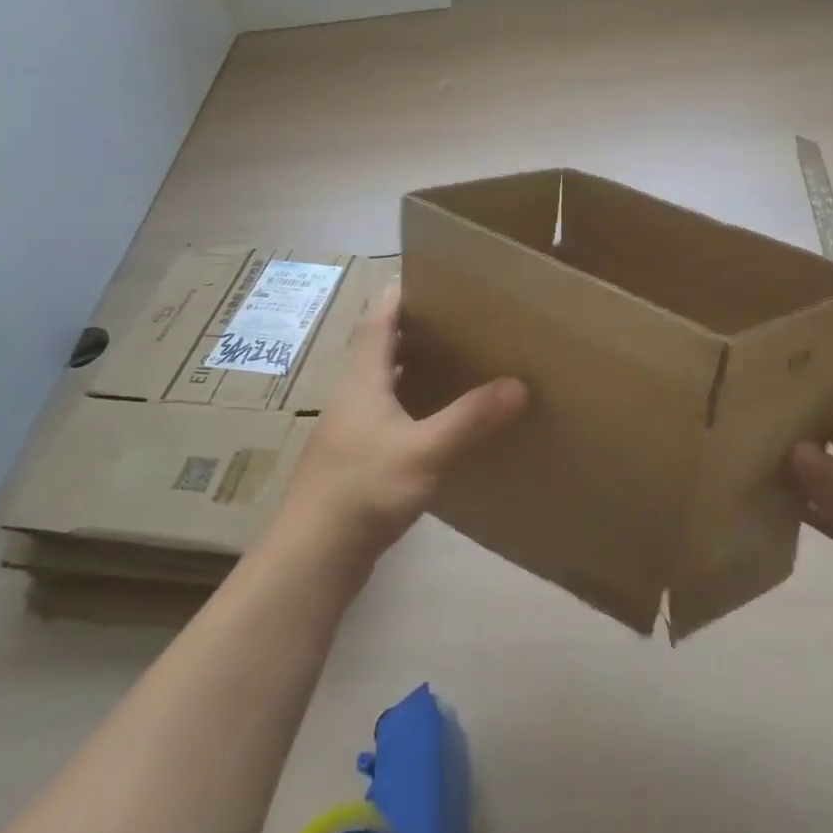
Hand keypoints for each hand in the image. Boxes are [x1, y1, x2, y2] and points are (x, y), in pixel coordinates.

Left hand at [275, 282, 526, 569]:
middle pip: (379, 349)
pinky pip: (388, 417)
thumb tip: (519, 384)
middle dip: (413, 329)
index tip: (431, 275)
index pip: (377, 322)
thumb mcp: (424, 451)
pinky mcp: (357, 461)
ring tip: (456, 361)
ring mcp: (351, 431)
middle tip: (458, 318)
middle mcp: (353, 397)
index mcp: (362, 380)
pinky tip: (439, 421)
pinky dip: (413, 405)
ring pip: (383, 384)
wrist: (314, 557)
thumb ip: (471, 418)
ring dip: (412, 368)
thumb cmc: (363, 489)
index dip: (399, 296)